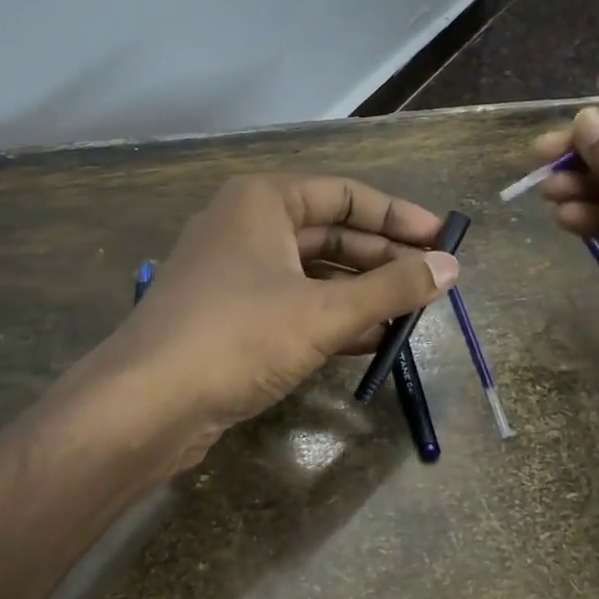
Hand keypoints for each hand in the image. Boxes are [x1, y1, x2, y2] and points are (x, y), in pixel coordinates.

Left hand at [108, 173, 458, 458]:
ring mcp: (235, 273)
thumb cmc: (239, 336)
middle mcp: (246, 226)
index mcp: (263, 200)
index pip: (346, 194)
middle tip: (432, 284)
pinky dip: (332, 319)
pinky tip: (371, 341)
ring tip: (410, 315)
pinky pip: (294, 305)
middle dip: (382, 260)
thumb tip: (450, 267)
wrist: (147, 404)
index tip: (442, 240)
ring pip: (313, 273)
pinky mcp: (230, 316)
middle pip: (330, 234)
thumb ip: (391, 288)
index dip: (398, 216)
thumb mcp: (323, 312)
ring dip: (361, 294)